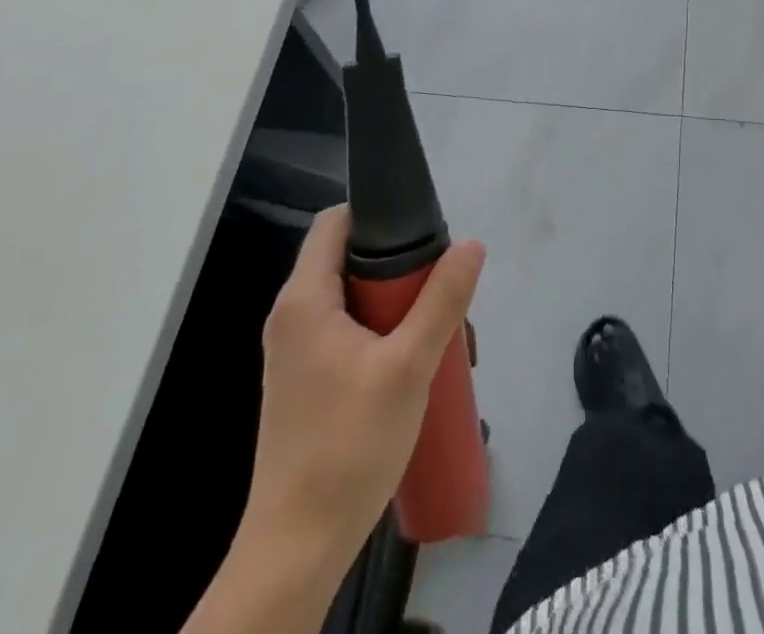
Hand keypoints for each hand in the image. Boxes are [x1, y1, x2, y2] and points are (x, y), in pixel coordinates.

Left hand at [241, 205, 485, 570]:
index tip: (422, 232)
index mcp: (304, 299)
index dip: (377, 215)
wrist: (298, 547)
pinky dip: (381, 335)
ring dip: (398, 309)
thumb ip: (442, 301)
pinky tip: (414, 369)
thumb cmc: (349, 445)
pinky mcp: (305, 382)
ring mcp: (295, 352)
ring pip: (353, 301)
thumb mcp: (409, 366)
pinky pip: (347, 334)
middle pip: (349, 261)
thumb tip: (471, 244)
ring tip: (440, 339)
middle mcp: (292, 316)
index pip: (335, 222)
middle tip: (442, 295)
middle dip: (401, 271)